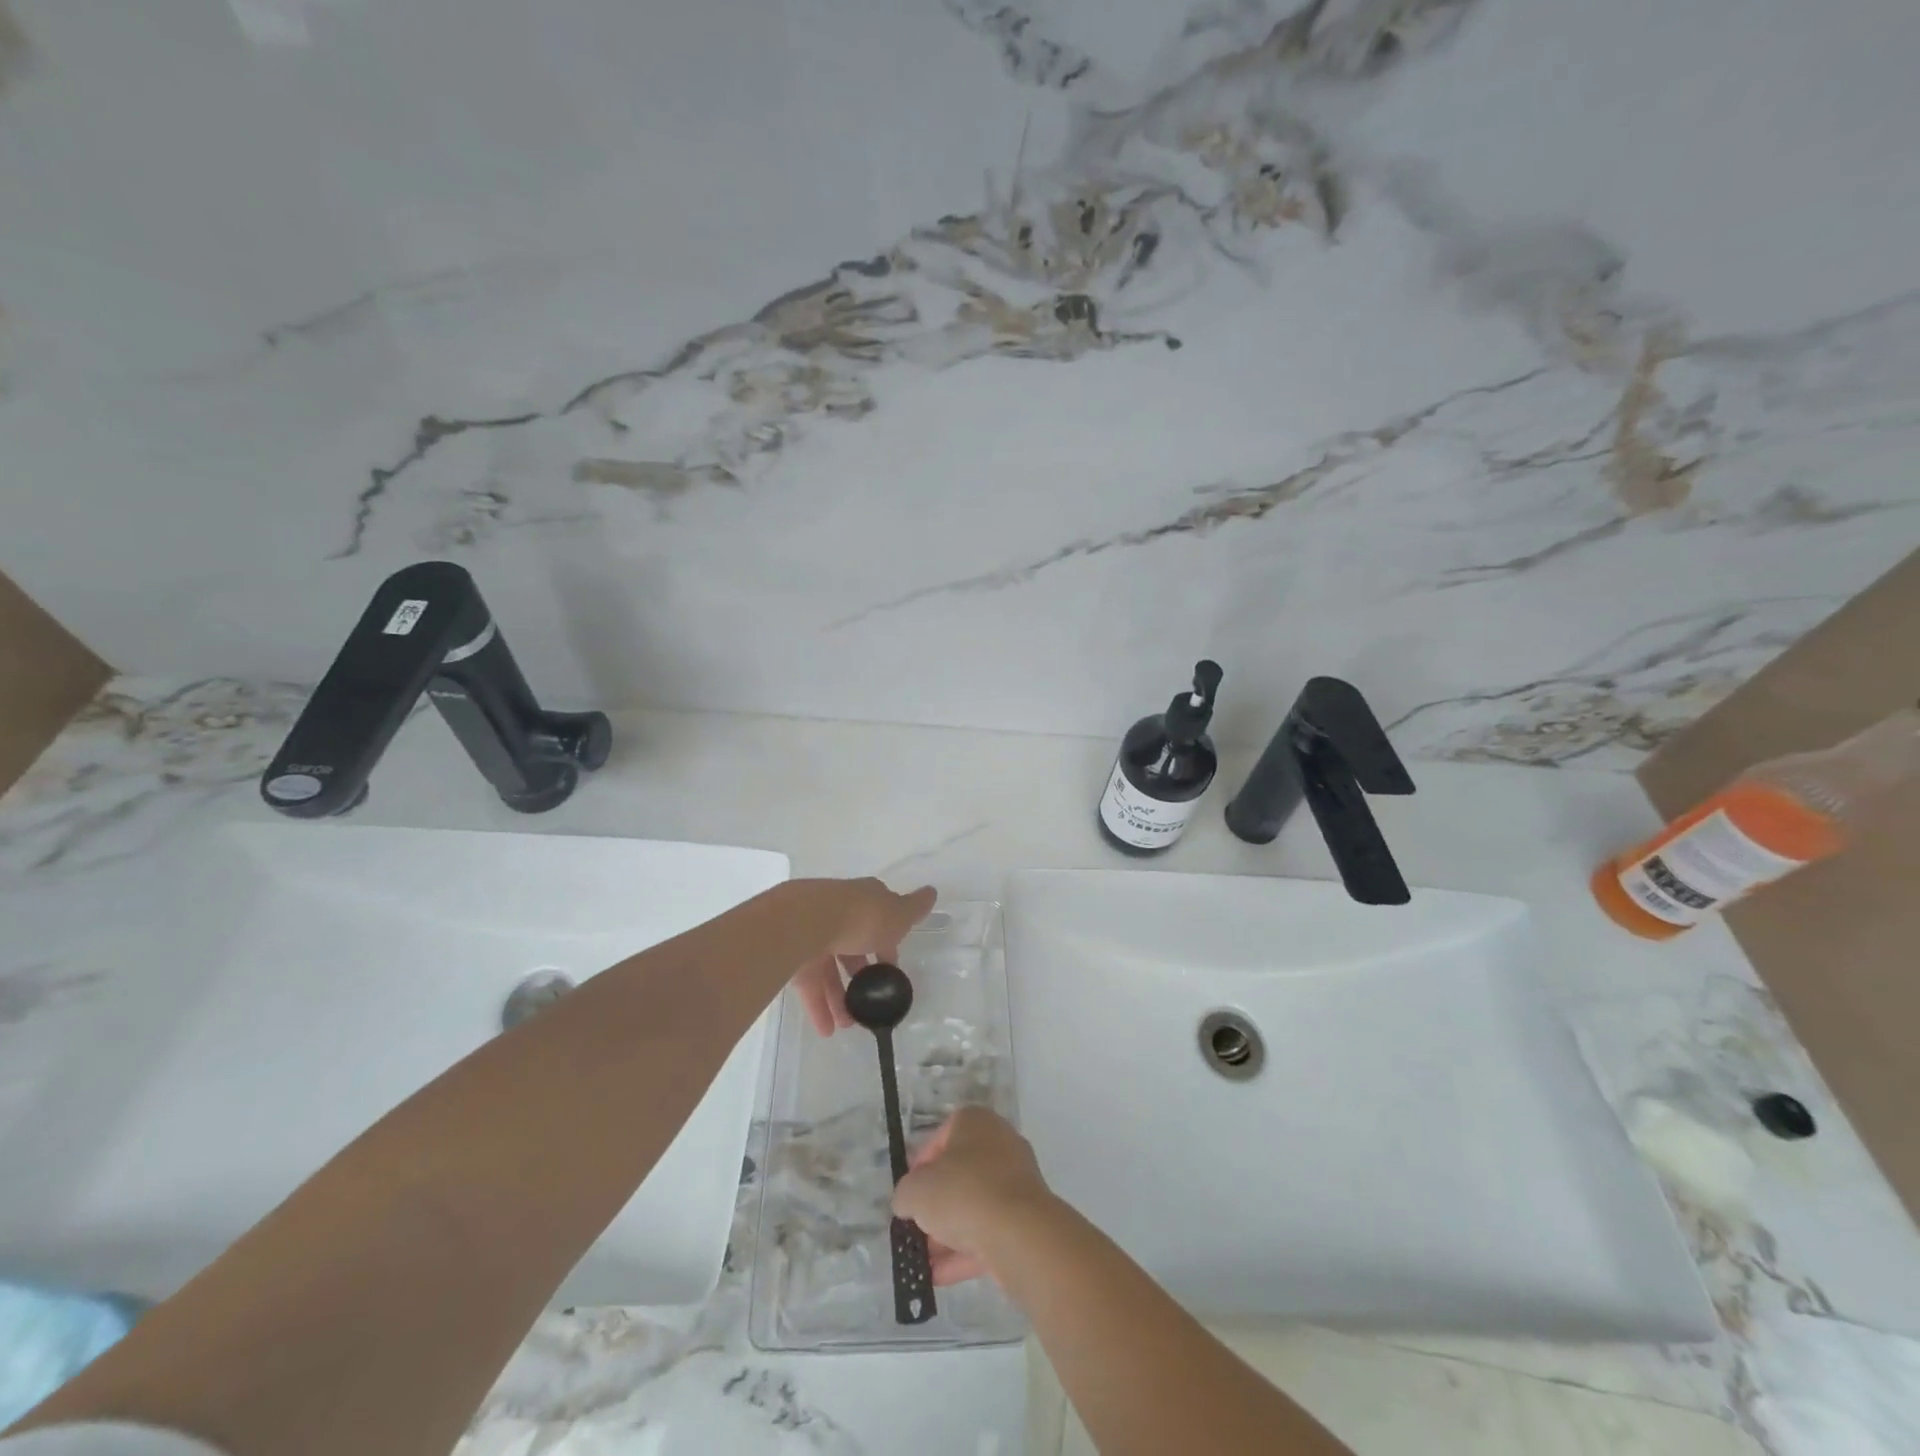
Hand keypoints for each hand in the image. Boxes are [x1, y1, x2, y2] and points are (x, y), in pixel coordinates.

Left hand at [788, 877, 936, 1035]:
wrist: (806, 923)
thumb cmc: (861, 917)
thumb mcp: (897, 914)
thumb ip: (914, 909)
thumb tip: (932, 891)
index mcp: (863, 900)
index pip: (879, 920)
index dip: (888, 945)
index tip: (891, 970)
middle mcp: (838, 914)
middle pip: (852, 947)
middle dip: (862, 976)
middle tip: (871, 1001)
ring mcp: (813, 935)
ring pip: (830, 969)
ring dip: (840, 998)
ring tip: (849, 1024)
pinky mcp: (792, 956)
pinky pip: (809, 985)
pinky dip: (818, 1007)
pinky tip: (827, 1029)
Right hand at [893, 1107, 1056, 1285]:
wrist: (1020, 1233)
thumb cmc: (963, 1193)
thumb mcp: (915, 1190)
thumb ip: (905, 1193)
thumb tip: (908, 1201)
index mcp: (975, 1122)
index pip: (941, 1136)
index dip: (920, 1165)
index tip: (909, 1191)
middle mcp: (999, 1143)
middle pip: (959, 1173)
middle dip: (936, 1203)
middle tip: (916, 1226)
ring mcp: (1017, 1181)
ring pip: (974, 1205)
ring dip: (949, 1232)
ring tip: (923, 1260)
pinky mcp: (1026, 1218)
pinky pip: (989, 1231)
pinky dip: (966, 1251)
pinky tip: (940, 1276)